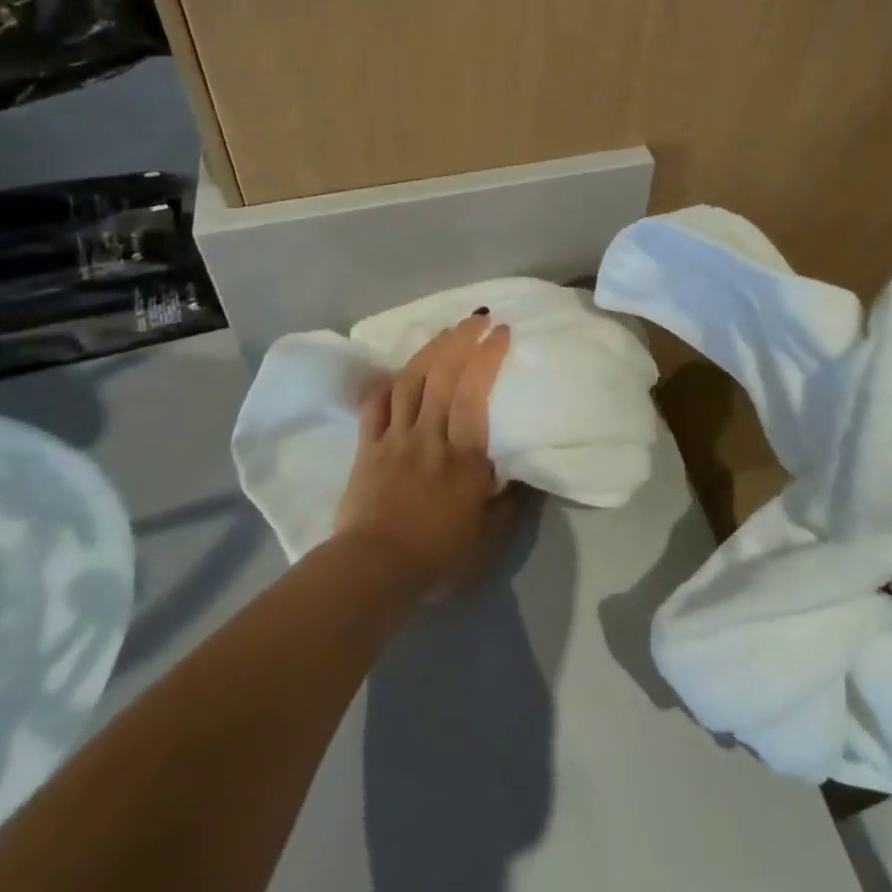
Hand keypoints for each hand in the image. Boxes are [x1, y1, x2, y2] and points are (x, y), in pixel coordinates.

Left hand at [334, 314, 520, 594]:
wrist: (373, 573)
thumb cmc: (438, 556)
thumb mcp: (489, 537)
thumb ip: (509, 502)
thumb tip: (522, 474)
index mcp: (464, 455)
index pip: (475, 393)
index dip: (487, 357)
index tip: (500, 331)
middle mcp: (430, 436)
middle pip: (443, 377)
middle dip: (461, 341)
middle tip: (476, 319)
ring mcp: (396, 438)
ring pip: (411, 382)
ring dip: (429, 352)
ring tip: (445, 334)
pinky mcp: (368, 448)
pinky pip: (376, 406)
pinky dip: (387, 384)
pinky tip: (397, 372)